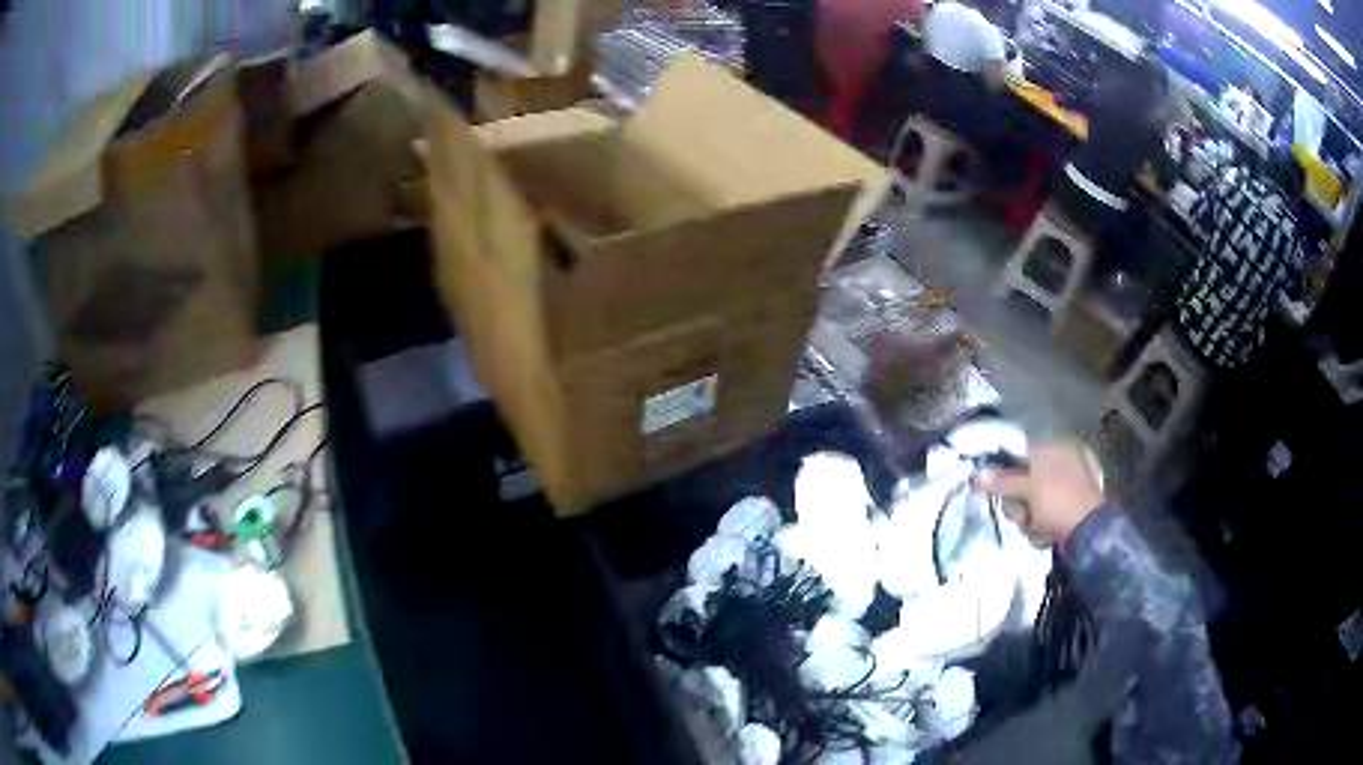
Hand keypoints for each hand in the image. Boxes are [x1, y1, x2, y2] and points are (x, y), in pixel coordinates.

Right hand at [977, 443, 1104, 545]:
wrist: (1086, 531)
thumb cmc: (1058, 501)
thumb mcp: (1028, 488)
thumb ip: (1003, 481)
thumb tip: (978, 476)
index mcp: (1051, 451)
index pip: (1018, 457)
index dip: (1004, 475)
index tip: (995, 490)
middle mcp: (1055, 466)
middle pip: (1020, 484)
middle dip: (1017, 504)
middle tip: (1022, 513)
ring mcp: (1059, 490)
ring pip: (1027, 504)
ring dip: (1026, 518)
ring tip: (1036, 526)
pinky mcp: (1061, 510)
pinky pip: (1039, 516)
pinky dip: (1038, 527)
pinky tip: (1045, 532)